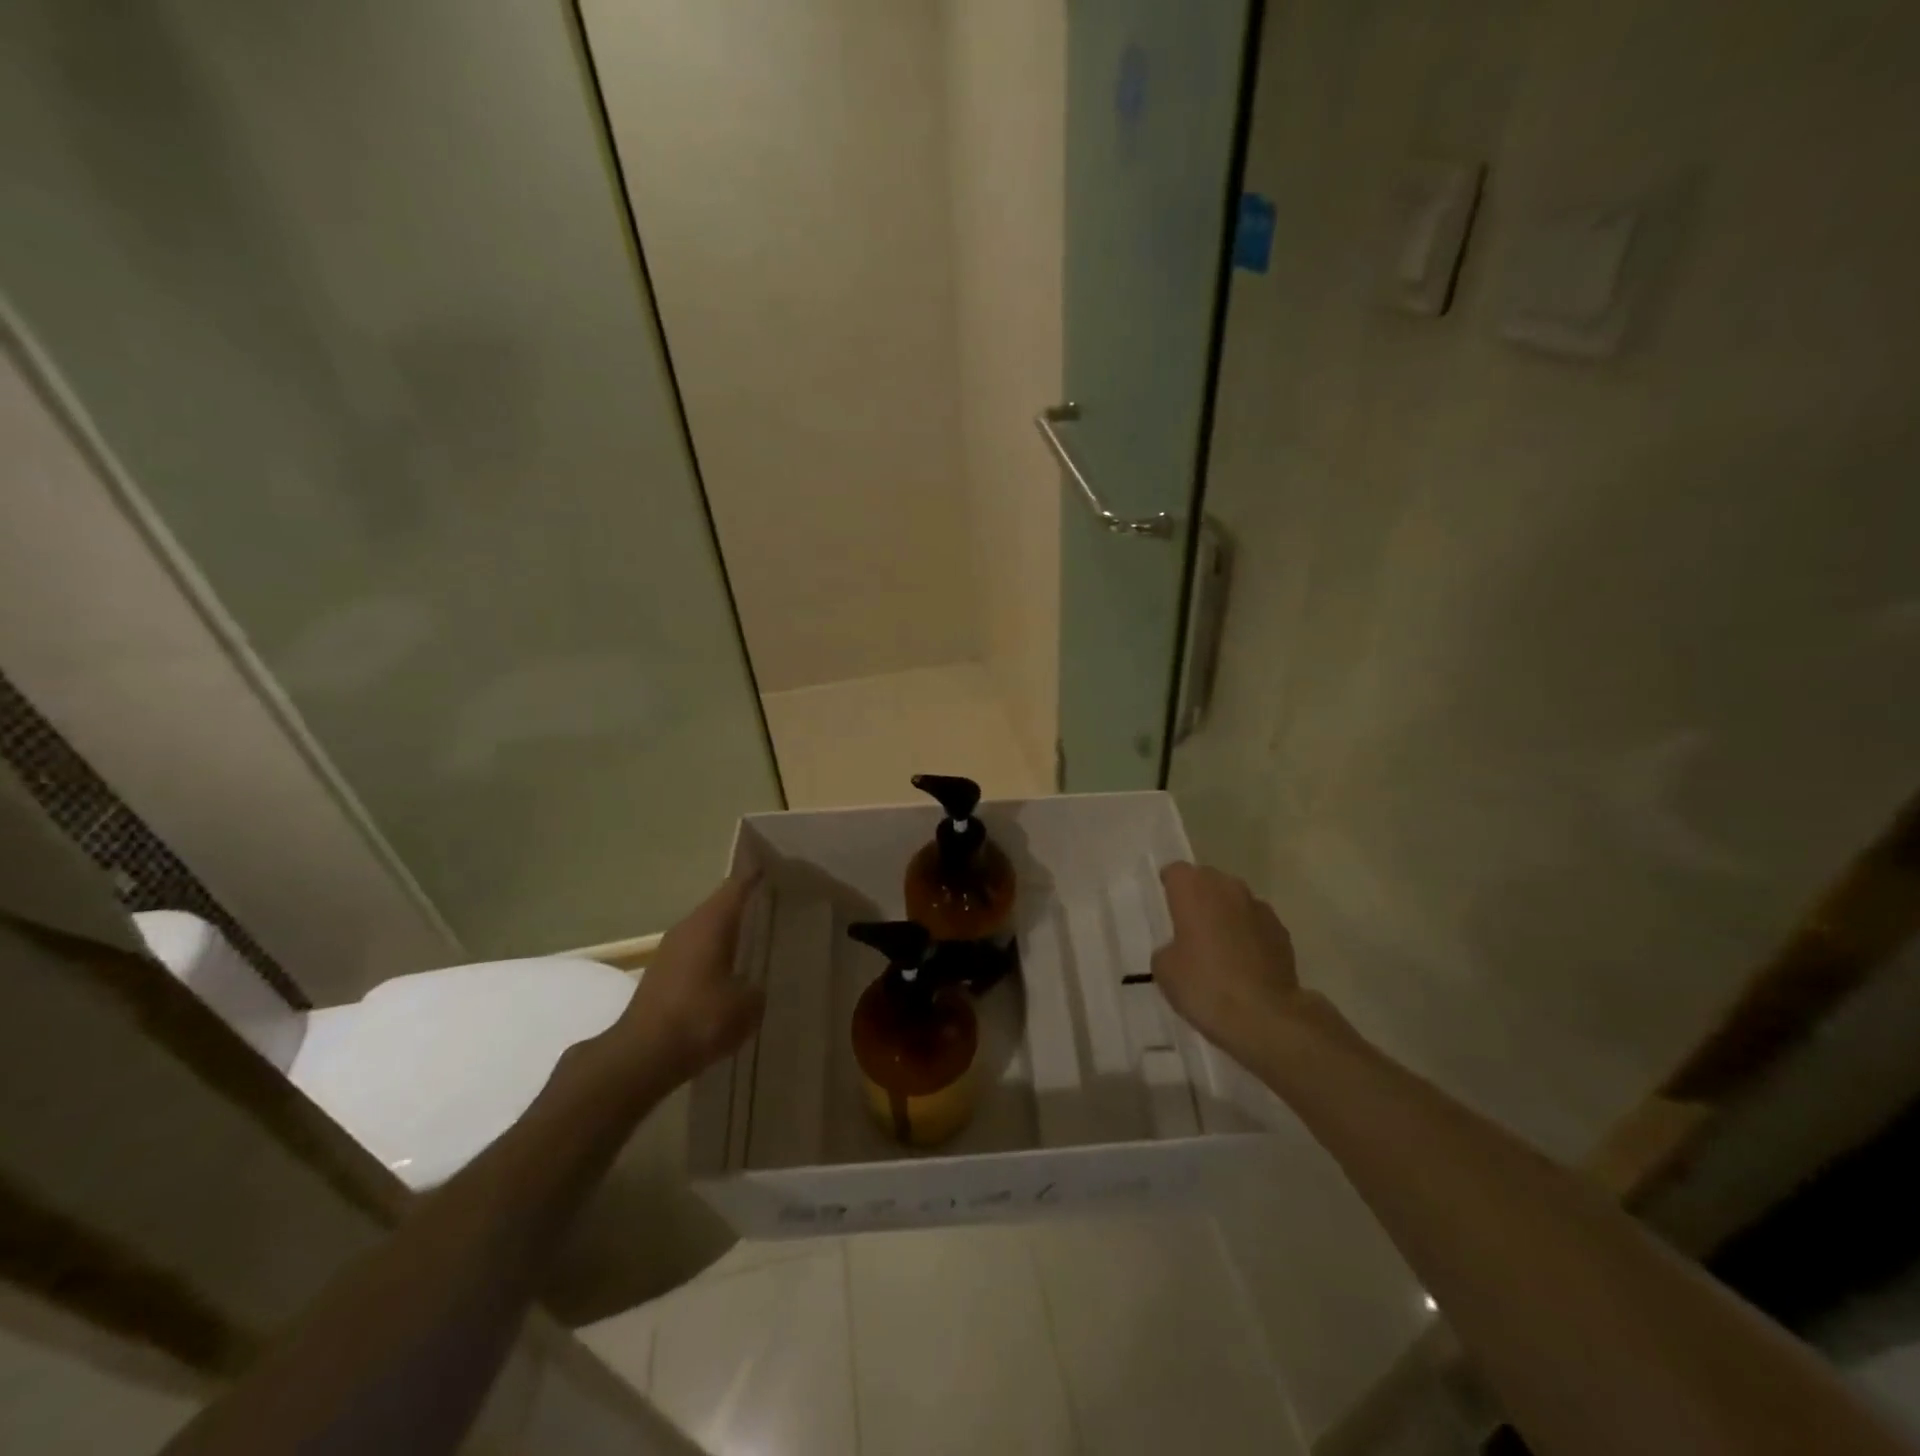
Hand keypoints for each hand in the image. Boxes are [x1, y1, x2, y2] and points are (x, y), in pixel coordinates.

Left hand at [616, 875, 763, 1088]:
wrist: (643, 1056)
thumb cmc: (701, 1018)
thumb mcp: (748, 1004)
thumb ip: (757, 987)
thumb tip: (753, 985)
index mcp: (711, 922)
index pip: (737, 885)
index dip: (755, 875)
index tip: (774, 866)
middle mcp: (688, 927)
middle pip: (720, 906)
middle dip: (744, 905)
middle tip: (774, 905)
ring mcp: (670, 951)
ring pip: (705, 930)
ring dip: (726, 933)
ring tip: (756, 938)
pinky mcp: (660, 976)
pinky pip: (694, 954)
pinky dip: (713, 956)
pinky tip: (729, 972)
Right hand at [1153, 862, 1312, 1069]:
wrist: (1265, 1016)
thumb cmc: (1204, 985)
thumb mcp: (1164, 970)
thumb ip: (1167, 948)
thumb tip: (1179, 949)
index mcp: (1193, 889)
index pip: (1175, 871)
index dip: (1169, 887)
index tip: (1166, 908)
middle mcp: (1227, 888)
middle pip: (1207, 881)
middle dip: (1198, 899)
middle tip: (1188, 929)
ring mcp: (1259, 907)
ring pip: (1234, 901)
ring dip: (1225, 916)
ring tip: (1218, 949)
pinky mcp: (1282, 932)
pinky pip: (1255, 924)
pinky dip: (1248, 936)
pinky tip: (1243, 965)